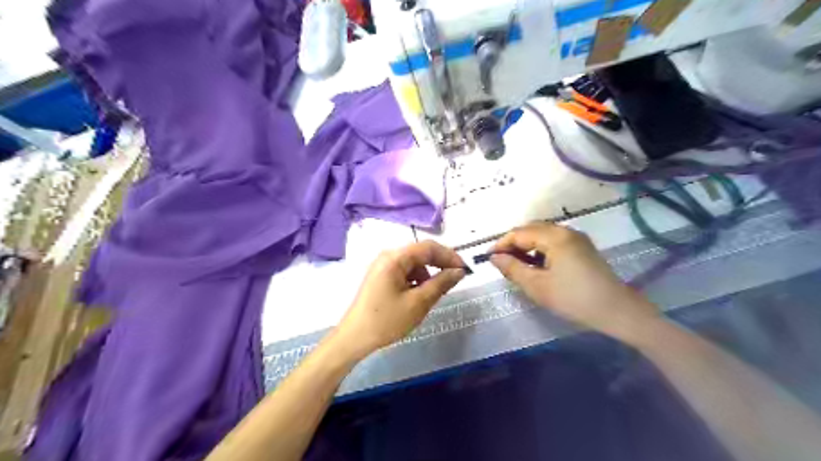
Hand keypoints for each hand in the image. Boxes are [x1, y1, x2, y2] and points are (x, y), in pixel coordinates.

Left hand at [330, 241, 463, 360]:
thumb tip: (459, 271)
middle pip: (420, 253)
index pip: (428, 247)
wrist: (354, 338)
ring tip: (435, 292)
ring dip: (428, 274)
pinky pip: (404, 272)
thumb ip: (441, 283)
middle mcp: (388, 256)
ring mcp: (382, 266)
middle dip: (439, 264)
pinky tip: (419, 295)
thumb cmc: (387, 320)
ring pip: (413, 263)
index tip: (465, 270)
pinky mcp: (380, 277)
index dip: (449, 256)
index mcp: (395, 258)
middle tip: (455, 280)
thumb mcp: (418, 303)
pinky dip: (417, 280)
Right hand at [487, 222, 658, 339]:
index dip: (501, 244)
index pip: (519, 233)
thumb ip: (513, 268)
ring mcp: (576, 238)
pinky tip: (537, 265)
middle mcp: (565, 230)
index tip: (488, 259)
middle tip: (502, 262)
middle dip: (513, 243)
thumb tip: (494, 257)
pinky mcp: (582, 247)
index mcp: (554, 236)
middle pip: (531, 229)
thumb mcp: (537, 286)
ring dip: (526, 246)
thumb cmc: (574, 298)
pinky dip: (540, 249)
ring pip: (542, 234)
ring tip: (517, 265)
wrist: (617, 310)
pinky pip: (554, 241)